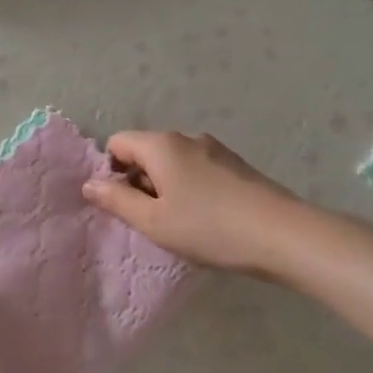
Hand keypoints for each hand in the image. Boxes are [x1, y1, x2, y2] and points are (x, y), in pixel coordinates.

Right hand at [81, 130, 308, 275]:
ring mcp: (215, 149)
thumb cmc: (209, 227)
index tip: (121, 204)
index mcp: (161, 145)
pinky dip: (189, 189)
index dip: (110, 171)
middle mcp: (186, 138)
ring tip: (178, 223)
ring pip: (172, 162)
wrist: (283, 235)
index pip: (117, 142)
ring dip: (165, 187)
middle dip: (138, 181)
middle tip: (149, 219)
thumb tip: (89, 183)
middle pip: (145, 151)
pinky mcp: (236, 165)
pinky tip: (205, 219)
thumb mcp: (153, 221)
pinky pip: (196, 170)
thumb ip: (116, 200)